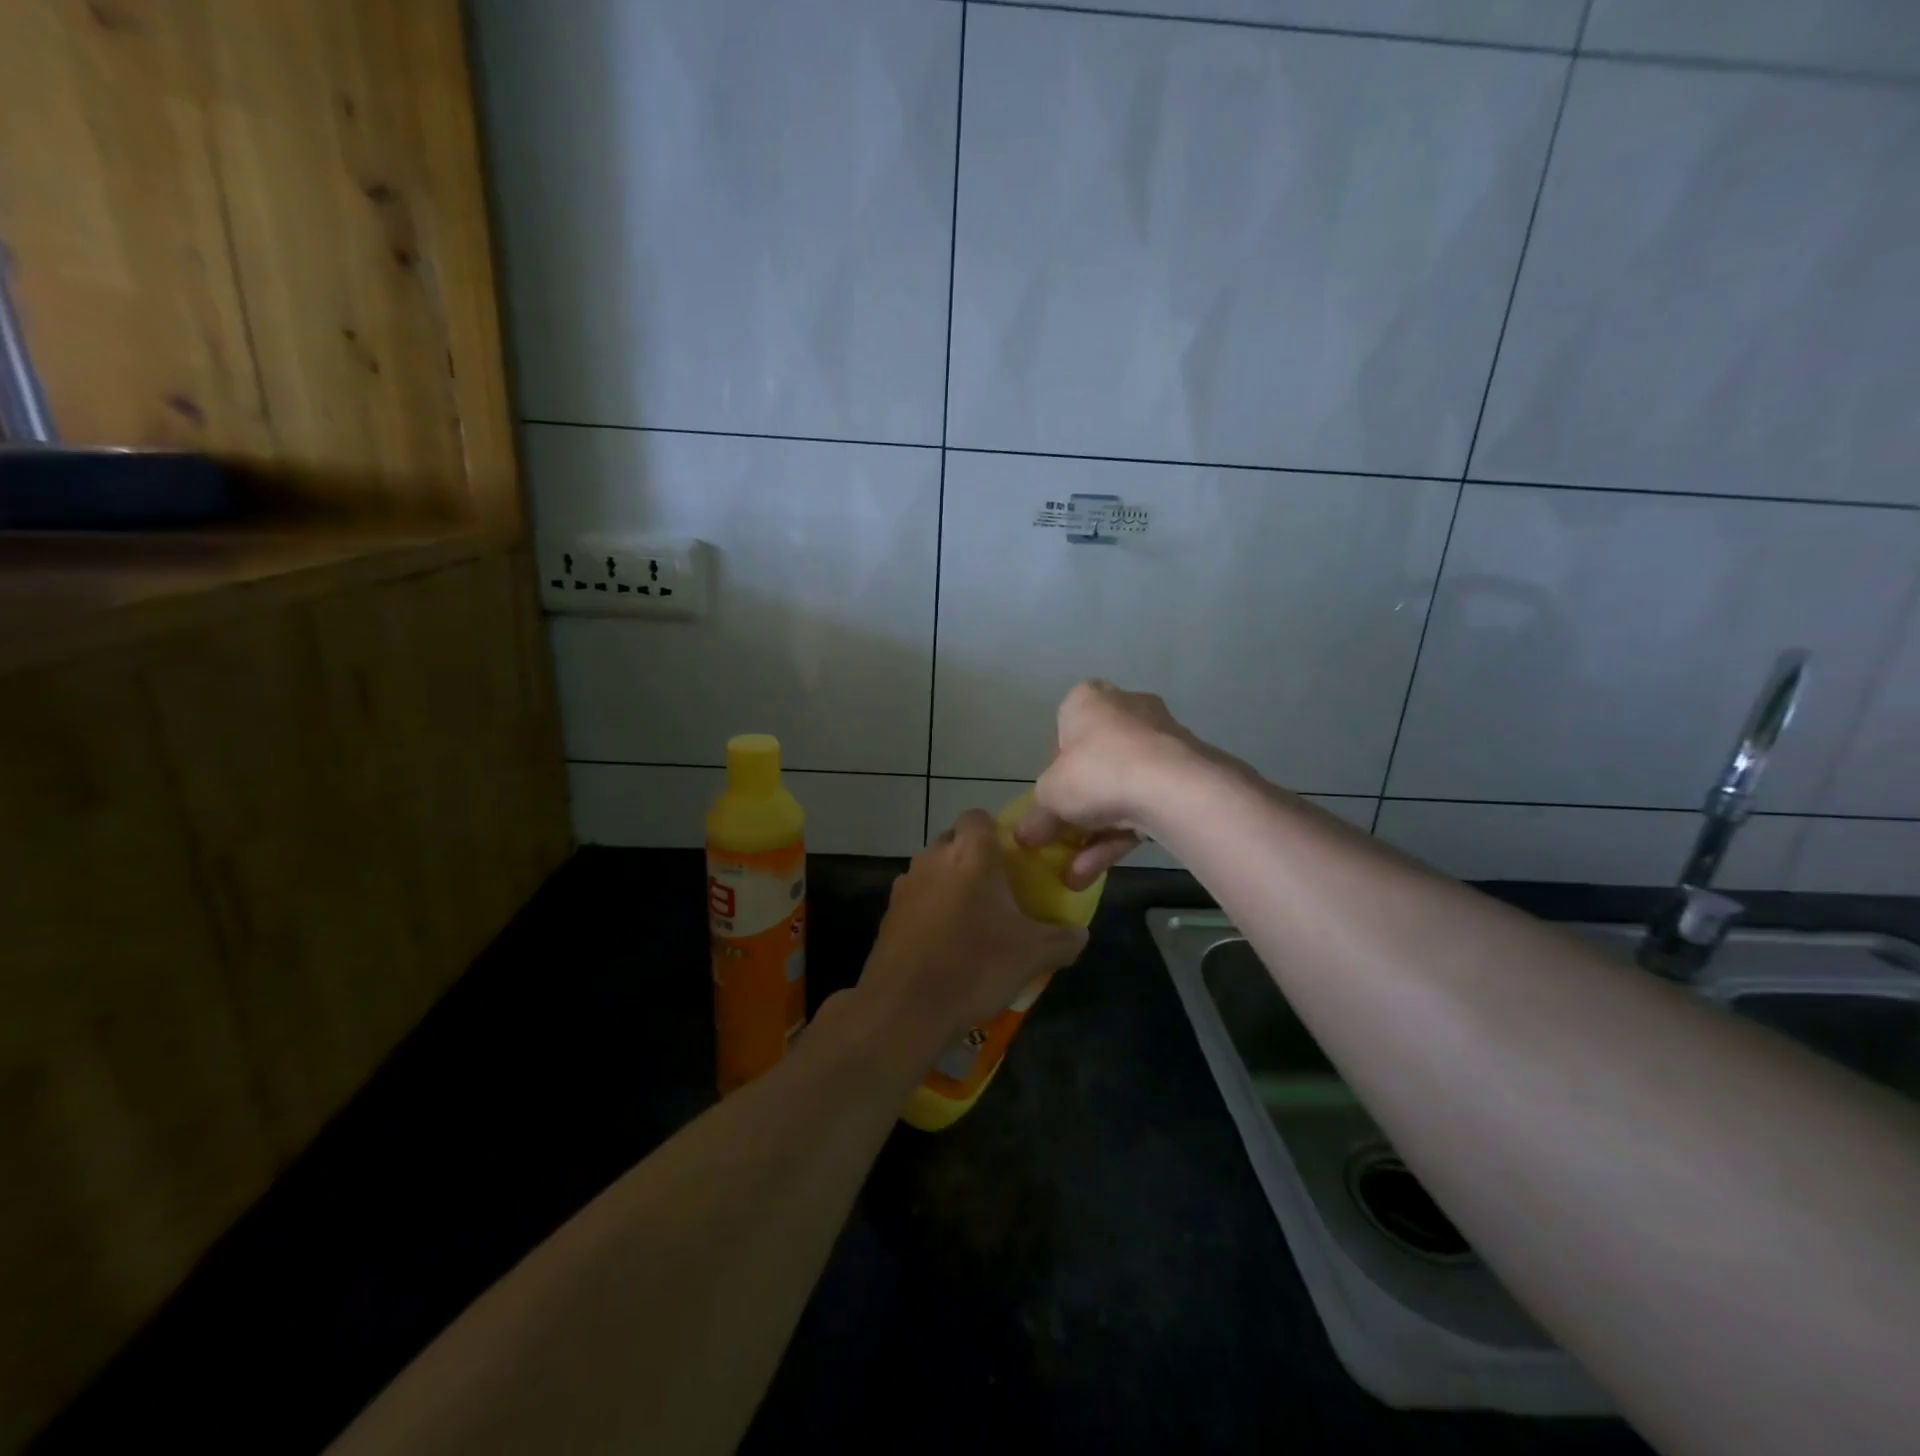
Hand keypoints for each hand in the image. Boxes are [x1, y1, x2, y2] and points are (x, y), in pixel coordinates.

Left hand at [858, 810, 1087, 1048]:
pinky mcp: (889, 913)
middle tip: (998, 890)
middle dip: (974, 858)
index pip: (978, 817)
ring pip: (934, 869)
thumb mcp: (1033, 955)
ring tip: (972, 919)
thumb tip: (1080, 933)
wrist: (906, 1008)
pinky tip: (945, 943)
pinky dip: (930, 910)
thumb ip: (1063, 939)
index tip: (1012, 858)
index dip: (995, 831)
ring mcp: (906, 885)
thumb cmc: (976, 967)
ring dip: (950, 884)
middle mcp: (934, 859)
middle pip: (955, 841)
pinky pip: (917, 898)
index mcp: (970, 855)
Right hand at [1017, 679, 1232, 888]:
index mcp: (1088, 700)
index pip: (1065, 727)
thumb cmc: (1095, 772)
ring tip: (1075, 874)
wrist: (1172, 787)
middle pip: (1096, 761)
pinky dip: (1122, 836)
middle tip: (1063, 838)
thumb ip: (1036, 816)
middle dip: (1080, 805)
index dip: (1055, 766)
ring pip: (1121, 788)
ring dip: (1096, 833)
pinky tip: (1096, 873)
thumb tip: (1023, 835)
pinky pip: (1145, 803)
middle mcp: (1126, 709)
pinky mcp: (1185, 773)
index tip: (1053, 795)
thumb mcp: (1050, 797)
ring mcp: (1160, 740)